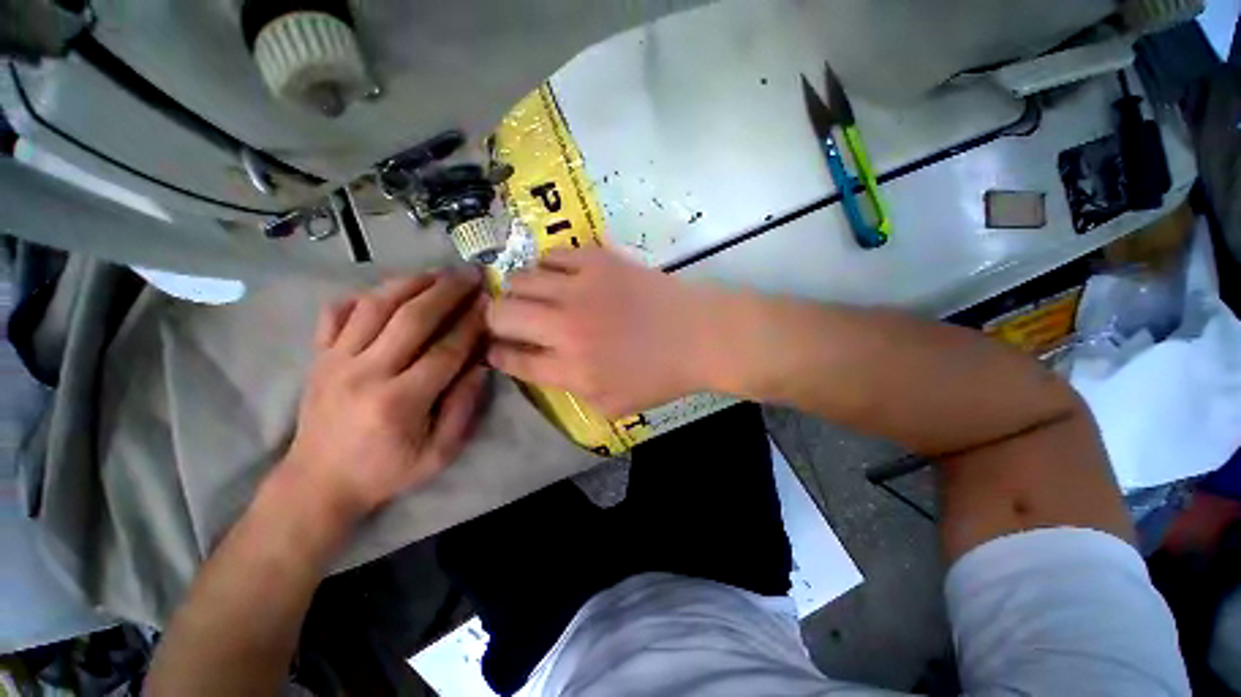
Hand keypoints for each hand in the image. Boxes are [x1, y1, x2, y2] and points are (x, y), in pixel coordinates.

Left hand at [281, 268, 488, 524]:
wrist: (318, 483)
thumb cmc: (386, 471)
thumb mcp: (439, 454)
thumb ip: (463, 408)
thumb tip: (481, 366)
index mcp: (400, 401)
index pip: (445, 350)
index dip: (471, 324)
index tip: (489, 303)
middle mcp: (365, 373)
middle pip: (411, 318)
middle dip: (446, 291)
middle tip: (470, 274)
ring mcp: (335, 361)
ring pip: (374, 307)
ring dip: (410, 283)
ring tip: (436, 272)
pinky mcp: (318, 357)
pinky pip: (335, 314)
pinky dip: (361, 296)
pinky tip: (386, 291)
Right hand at [486, 248, 716, 416]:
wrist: (700, 336)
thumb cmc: (660, 376)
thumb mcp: (613, 406)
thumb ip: (571, 390)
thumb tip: (544, 366)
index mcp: (570, 369)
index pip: (512, 359)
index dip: (496, 354)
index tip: (495, 349)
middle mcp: (565, 327)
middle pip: (500, 314)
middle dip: (495, 320)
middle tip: (510, 322)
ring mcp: (580, 288)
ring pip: (520, 279)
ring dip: (520, 292)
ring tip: (535, 297)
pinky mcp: (598, 261)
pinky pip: (553, 255)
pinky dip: (548, 267)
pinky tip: (560, 277)